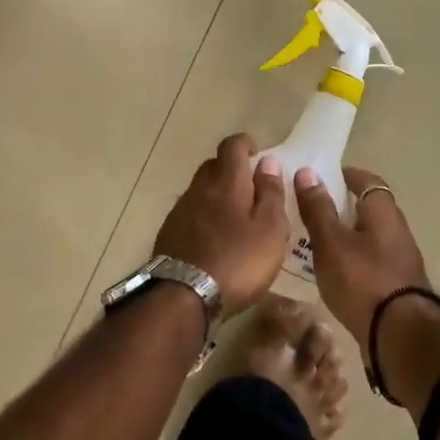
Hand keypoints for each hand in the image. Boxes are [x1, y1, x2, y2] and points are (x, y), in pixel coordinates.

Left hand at [153, 135, 289, 317]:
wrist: (183, 296)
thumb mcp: (270, 230)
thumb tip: (268, 162)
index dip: (245, 143)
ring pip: (200, 190)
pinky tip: (214, 237)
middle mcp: (199, 188)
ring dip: (217, 194)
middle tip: (251, 189)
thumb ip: (271, 193)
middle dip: (231, 169)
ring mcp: (180, 210)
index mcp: (227, 182)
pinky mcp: (169, 232)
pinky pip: (190, 213)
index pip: (232, 146)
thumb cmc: (237, 261)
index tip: (257, 153)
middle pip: (213, 166)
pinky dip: (204, 216)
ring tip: (235, 217)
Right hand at [294, 165, 431, 354]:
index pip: (367, 181)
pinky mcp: (396, 287)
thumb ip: (318, 208)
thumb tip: (308, 172)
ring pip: (368, 238)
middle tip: (310, 209)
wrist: (400, 336)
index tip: (321, 176)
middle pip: (368, 209)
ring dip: (345, 236)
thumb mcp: (331, 242)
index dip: (346, 175)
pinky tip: (331, 272)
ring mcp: (400, 261)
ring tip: (313, 242)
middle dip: (341, 206)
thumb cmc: (363, 280)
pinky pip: (369, 262)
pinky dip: (350, 260)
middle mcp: (397, 231)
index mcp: (384, 212)